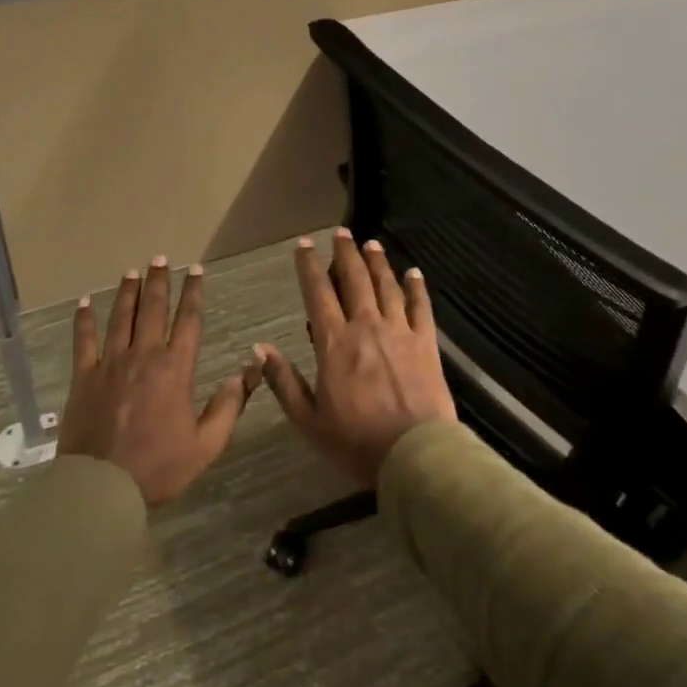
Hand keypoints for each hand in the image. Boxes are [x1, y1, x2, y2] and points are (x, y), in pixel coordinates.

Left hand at [59, 258, 263, 507]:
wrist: (102, 486)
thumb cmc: (159, 467)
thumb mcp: (207, 443)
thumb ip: (229, 404)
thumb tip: (250, 369)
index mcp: (176, 369)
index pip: (189, 321)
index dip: (194, 293)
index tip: (196, 271)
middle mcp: (144, 356)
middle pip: (153, 310)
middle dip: (159, 282)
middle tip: (160, 258)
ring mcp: (110, 363)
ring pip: (121, 317)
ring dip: (128, 292)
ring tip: (132, 271)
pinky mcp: (83, 376)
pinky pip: (83, 340)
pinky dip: (84, 319)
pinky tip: (84, 302)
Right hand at [255, 230, 456, 485]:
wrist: (414, 454)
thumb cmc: (355, 441)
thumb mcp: (308, 419)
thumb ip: (283, 380)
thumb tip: (259, 347)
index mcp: (334, 343)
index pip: (317, 293)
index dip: (308, 266)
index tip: (303, 245)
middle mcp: (366, 327)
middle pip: (354, 280)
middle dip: (345, 253)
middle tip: (341, 232)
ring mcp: (400, 332)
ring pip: (386, 286)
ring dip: (377, 262)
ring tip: (370, 244)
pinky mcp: (427, 343)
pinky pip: (421, 306)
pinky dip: (416, 286)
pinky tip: (412, 272)